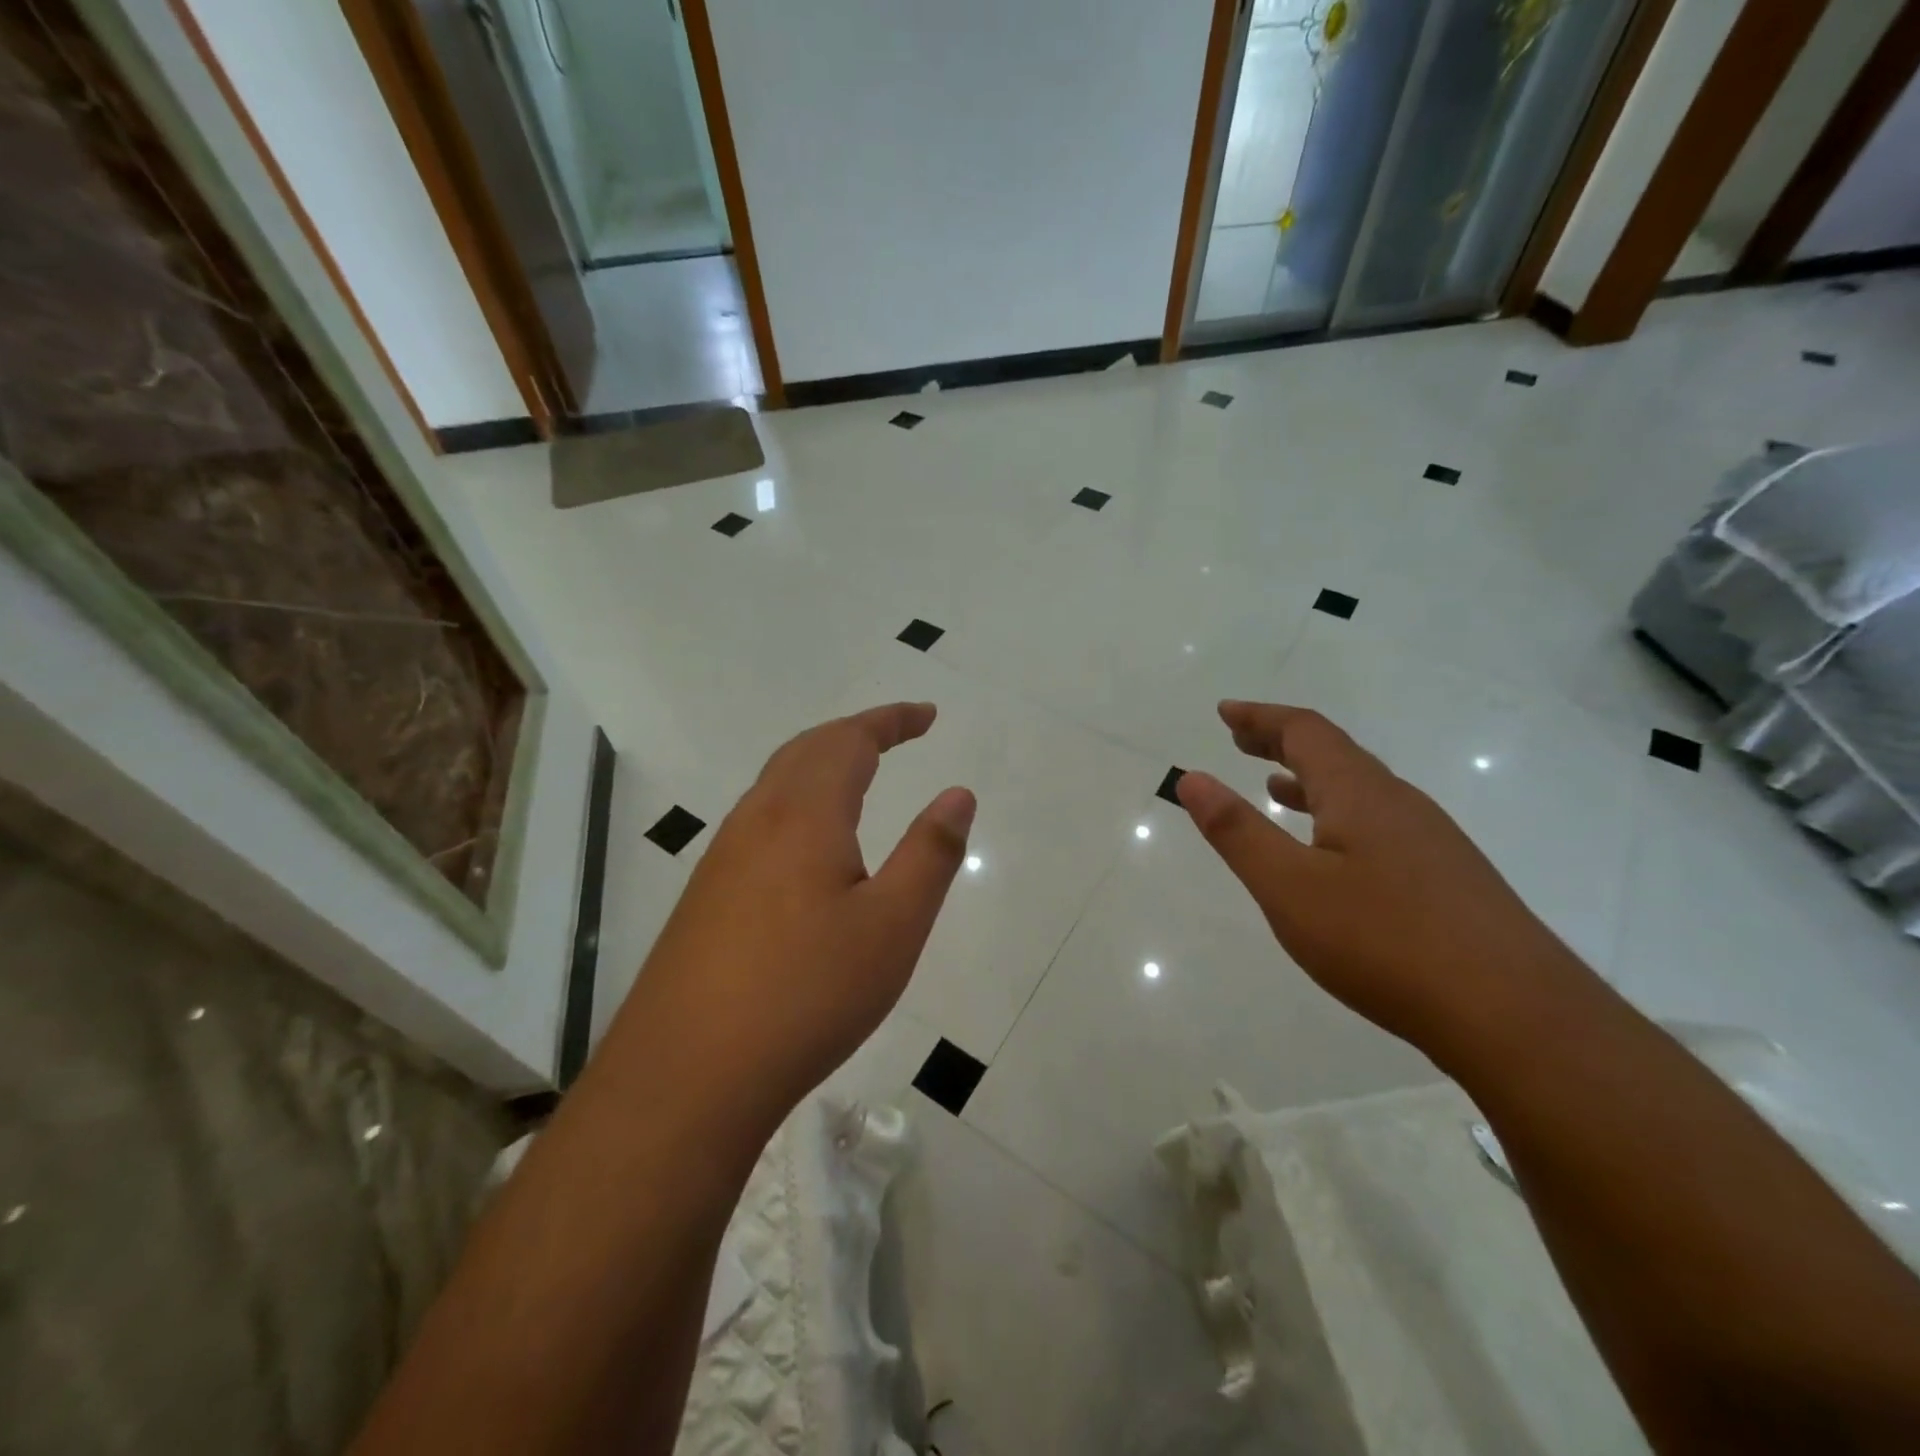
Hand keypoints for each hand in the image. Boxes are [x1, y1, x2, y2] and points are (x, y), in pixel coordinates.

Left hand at [632, 703, 974, 1119]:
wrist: (687, 1074)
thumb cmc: (806, 994)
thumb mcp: (893, 926)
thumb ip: (930, 853)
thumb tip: (958, 793)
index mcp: (804, 815)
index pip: (850, 740)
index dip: (891, 720)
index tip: (927, 715)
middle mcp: (756, 820)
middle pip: (807, 749)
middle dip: (857, 732)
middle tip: (899, 733)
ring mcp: (724, 857)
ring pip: (777, 782)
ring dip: (822, 762)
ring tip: (860, 774)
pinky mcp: (708, 894)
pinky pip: (760, 818)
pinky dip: (799, 799)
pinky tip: (810, 842)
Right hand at [1176, 701, 1581, 1050]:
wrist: (1517, 1016)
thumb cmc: (1385, 942)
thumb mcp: (1289, 887)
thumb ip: (1237, 831)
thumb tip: (1192, 778)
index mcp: (1360, 793)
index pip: (1306, 732)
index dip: (1261, 717)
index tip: (1225, 711)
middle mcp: (1400, 803)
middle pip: (1336, 753)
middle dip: (1283, 741)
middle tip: (1241, 738)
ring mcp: (1432, 841)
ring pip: (1361, 790)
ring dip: (1311, 779)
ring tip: (1276, 785)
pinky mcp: (1449, 879)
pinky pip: (1380, 823)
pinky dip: (1339, 816)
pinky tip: (1333, 852)